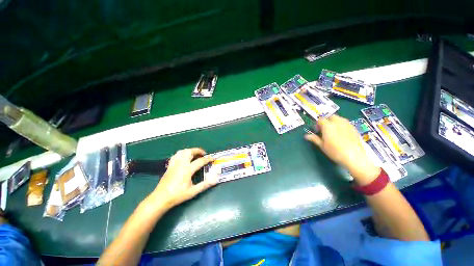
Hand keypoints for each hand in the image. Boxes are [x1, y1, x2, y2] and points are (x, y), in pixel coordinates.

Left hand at [152, 148, 216, 207]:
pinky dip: (182, 153)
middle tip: (204, 154)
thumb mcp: (193, 191)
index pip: (200, 161)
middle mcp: (181, 164)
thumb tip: (215, 180)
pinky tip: (184, 157)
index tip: (212, 158)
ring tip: (195, 154)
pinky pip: (176, 155)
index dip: (208, 159)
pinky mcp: (170, 166)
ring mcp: (174, 164)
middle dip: (198, 150)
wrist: (160, 198)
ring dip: (190, 150)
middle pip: (190, 152)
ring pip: (182, 151)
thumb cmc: (177, 195)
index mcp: (187, 170)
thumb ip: (205, 185)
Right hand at [305, 115, 380, 184]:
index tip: (317, 131)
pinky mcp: (354, 128)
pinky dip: (341, 125)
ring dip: (334, 122)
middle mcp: (337, 122)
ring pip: (339, 118)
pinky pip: (346, 123)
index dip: (317, 124)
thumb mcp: (322, 146)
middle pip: (330, 117)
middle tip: (325, 130)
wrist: (354, 157)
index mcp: (327, 126)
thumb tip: (306, 136)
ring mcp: (347, 124)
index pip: (320, 120)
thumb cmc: (335, 151)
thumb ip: (314, 139)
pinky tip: (342, 134)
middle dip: (326, 121)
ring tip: (333, 131)